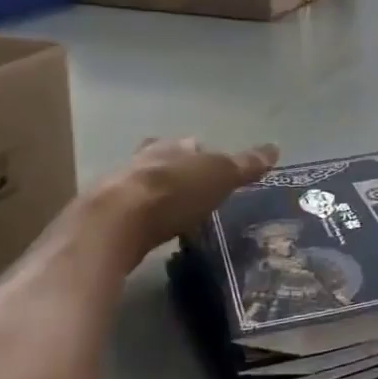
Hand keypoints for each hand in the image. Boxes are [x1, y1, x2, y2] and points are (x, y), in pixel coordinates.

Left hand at [87, 139, 276, 261]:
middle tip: (190, 188)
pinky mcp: (102, 221)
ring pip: (140, 187)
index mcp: (170, 147)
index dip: (200, 154)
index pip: (188, 145)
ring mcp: (116, 190)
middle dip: (173, 172)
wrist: (115, 224)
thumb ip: (245, 165)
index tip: (210, 166)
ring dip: (154, 197)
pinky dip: (139, 222)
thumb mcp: (220, 176)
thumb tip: (274, 147)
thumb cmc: (174, 193)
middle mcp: (141, 161)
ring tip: (171, 213)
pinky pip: (126, 216)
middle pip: (160, 162)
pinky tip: (148, 234)